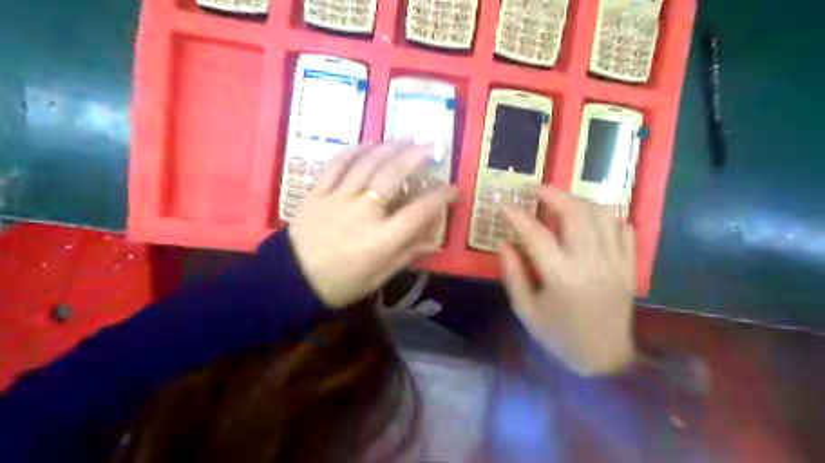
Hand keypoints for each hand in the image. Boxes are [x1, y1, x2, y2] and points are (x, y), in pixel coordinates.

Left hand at [287, 141, 457, 306]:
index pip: (418, 212)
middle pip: (392, 176)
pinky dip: (354, 151)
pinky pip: (336, 165)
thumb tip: (431, 238)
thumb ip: (405, 254)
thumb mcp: (378, 278)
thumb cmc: (340, 284)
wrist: (290, 282)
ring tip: (405, 138)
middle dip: (415, 157)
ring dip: (389, 147)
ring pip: (366, 164)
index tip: (452, 188)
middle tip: (430, 145)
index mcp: (380, 240)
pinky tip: (368, 144)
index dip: (439, 198)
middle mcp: (362, 213)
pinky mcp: (316, 193)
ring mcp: (337, 199)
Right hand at [496, 189, 636, 376]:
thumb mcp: (525, 310)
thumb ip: (513, 273)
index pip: (535, 234)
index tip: (503, 203)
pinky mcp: (629, 266)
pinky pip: (623, 228)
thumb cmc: (559, 336)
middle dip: (551, 194)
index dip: (517, 215)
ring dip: (577, 201)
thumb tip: (504, 242)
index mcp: (562, 277)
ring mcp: (615, 263)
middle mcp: (591, 263)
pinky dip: (605, 216)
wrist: (604, 359)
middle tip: (532, 190)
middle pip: (575, 213)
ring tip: (559, 202)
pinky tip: (589, 219)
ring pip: (601, 214)